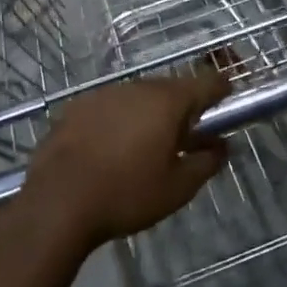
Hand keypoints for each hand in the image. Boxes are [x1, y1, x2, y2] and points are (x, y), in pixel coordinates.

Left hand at [21, 70, 229, 248]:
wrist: (57, 203)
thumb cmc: (127, 194)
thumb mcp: (178, 187)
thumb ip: (206, 163)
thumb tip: (221, 147)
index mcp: (167, 102)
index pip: (206, 83)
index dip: (221, 89)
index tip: (228, 98)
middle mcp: (136, 88)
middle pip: (170, 89)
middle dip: (182, 108)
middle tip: (187, 136)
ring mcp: (102, 95)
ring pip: (137, 98)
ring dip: (148, 114)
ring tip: (147, 145)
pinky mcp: (75, 108)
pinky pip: (109, 108)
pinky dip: (119, 121)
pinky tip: (112, 148)